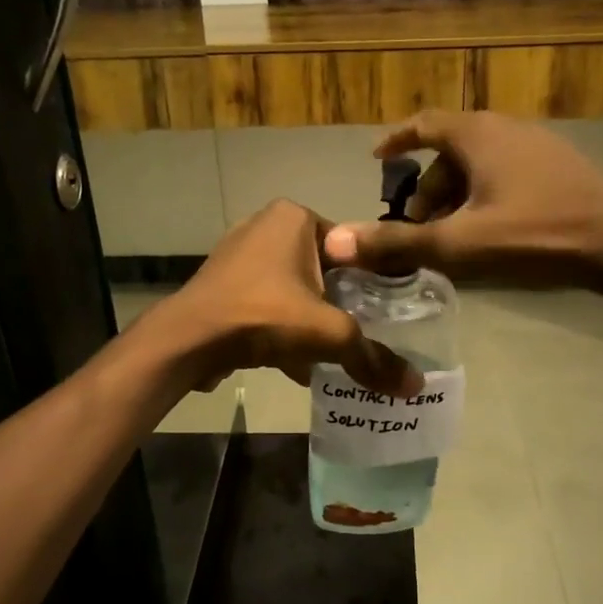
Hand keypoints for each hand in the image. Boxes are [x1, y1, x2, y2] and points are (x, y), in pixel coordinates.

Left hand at [152, 200, 420, 396]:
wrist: (188, 341)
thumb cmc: (264, 317)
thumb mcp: (329, 335)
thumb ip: (373, 358)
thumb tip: (414, 386)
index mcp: (295, 217)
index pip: (351, 246)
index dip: (372, 281)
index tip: (386, 314)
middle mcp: (265, 225)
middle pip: (322, 270)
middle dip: (339, 305)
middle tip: (361, 335)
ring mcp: (238, 254)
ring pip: (293, 289)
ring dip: (310, 321)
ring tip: (331, 354)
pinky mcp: (222, 284)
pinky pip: (266, 304)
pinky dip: (281, 329)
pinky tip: (295, 365)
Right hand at [322, 111, 602, 283]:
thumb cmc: (534, 236)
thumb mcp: (458, 245)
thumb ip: (397, 243)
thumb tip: (335, 242)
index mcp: (478, 135)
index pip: (424, 124)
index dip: (397, 140)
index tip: (378, 160)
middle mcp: (506, 129)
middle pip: (451, 148)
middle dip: (427, 184)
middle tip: (416, 223)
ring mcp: (538, 145)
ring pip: (480, 163)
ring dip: (456, 194)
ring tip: (450, 234)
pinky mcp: (560, 168)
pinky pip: (505, 172)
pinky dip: (483, 194)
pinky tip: (489, 230)